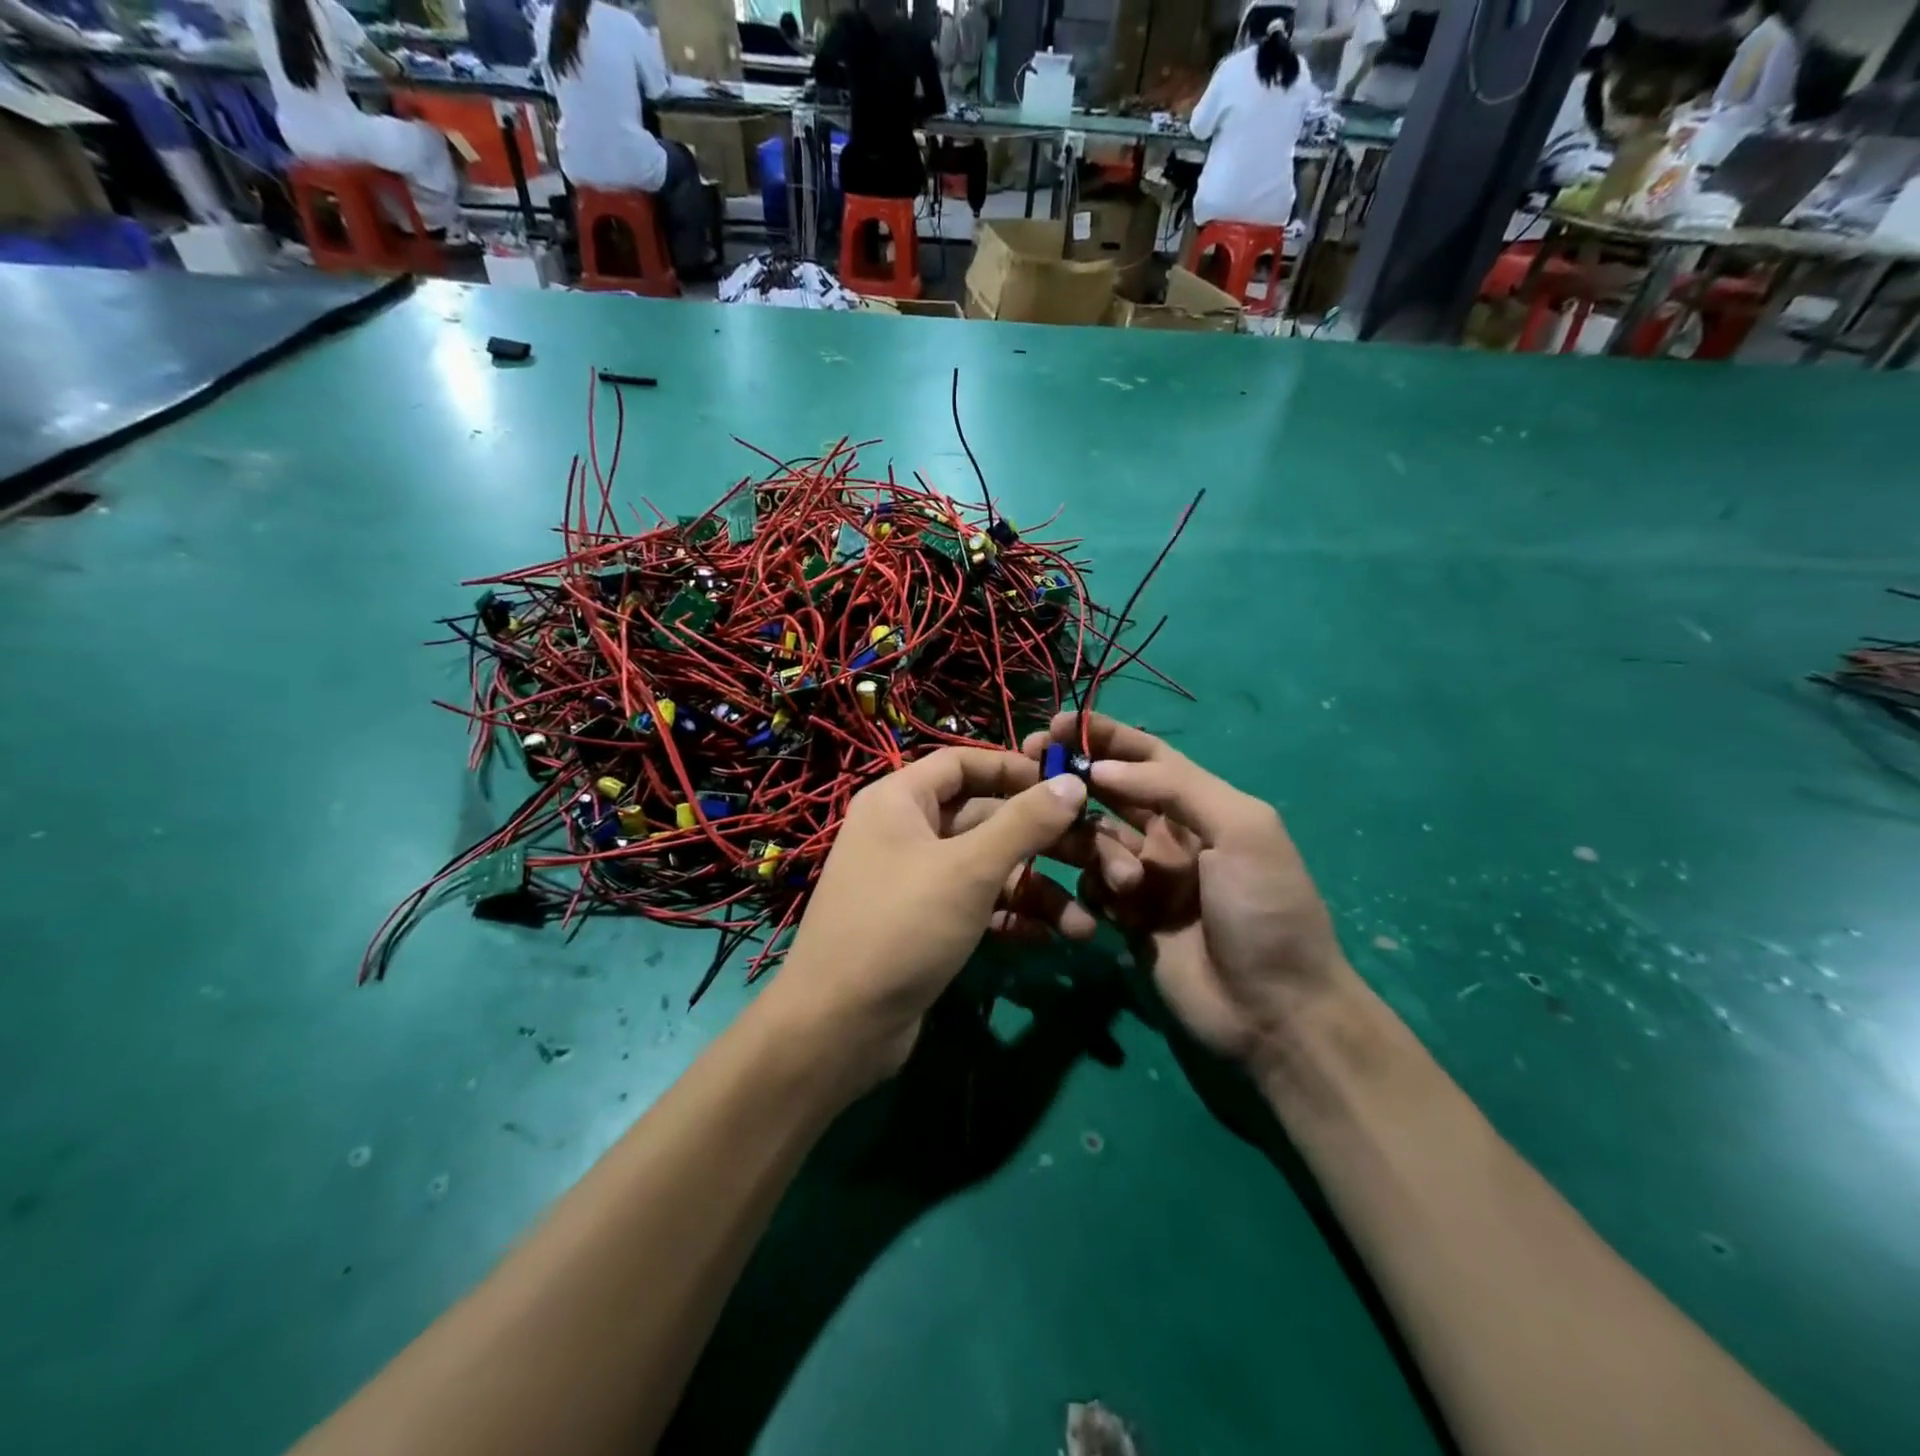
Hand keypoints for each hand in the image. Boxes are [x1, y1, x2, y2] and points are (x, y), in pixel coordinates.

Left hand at [762, 748, 1092, 1091]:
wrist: (839, 1027)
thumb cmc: (902, 926)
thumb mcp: (969, 869)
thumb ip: (1025, 823)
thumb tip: (1073, 781)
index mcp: (900, 801)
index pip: (962, 763)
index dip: (1014, 769)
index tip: (1066, 785)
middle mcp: (905, 832)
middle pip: (984, 819)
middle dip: (1041, 842)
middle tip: (1098, 858)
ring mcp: (914, 881)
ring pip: (986, 869)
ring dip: (1035, 891)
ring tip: (1084, 925)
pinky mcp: (924, 925)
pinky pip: (976, 906)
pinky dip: (1010, 918)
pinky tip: (1050, 939)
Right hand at [1025, 713, 1355, 1076]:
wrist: (1274, 1010)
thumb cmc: (1265, 908)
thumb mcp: (1242, 830)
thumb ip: (1176, 787)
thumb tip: (1104, 767)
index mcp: (1200, 805)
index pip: (1146, 755)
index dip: (1104, 735)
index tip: (1058, 724)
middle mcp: (1168, 835)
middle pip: (1109, 791)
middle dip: (1075, 777)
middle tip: (1034, 767)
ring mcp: (1145, 878)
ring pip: (1094, 840)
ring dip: (1097, 850)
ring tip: (1127, 884)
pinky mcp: (1126, 919)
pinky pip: (1093, 887)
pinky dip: (1096, 890)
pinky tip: (1117, 912)